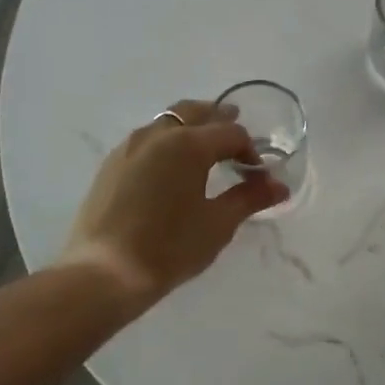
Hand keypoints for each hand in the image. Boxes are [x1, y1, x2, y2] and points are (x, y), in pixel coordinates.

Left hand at [59, 99, 287, 306]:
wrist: (105, 272)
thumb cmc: (170, 247)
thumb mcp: (218, 224)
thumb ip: (249, 198)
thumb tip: (279, 186)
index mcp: (188, 144)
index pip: (231, 133)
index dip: (250, 150)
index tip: (258, 175)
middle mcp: (157, 135)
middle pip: (194, 112)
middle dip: (218, 119)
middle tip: (235, 133)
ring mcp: (129, 147)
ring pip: (167, 122)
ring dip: (190, 126)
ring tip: (204, 148)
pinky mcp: (111, 165)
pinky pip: (146, 139)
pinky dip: (166, 141)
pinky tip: (170, 166)